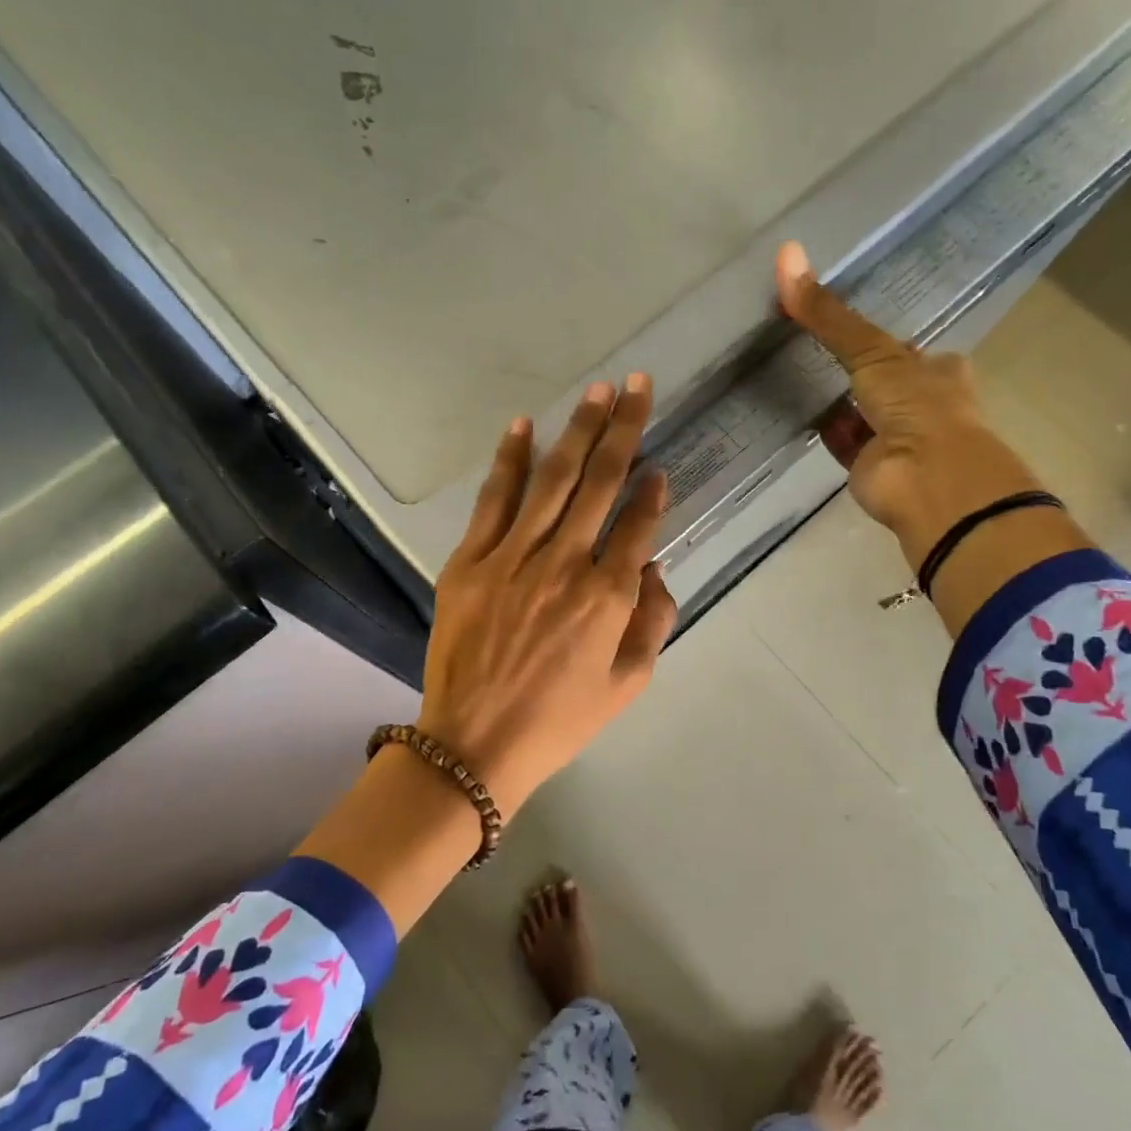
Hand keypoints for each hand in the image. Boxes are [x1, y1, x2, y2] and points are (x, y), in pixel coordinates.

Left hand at [418, 375, 676, 812]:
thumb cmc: (559, 721)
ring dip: (579, 431)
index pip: (638, 525)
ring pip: (553, 480)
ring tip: (600, 390)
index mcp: (608, 597)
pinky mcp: (470, 561)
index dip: (652, 492)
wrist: (474, 745)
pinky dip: (510, 461)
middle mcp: (565, 564)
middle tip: (639, 385)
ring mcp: (513, 557)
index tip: (660, 465)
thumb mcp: (628, 685)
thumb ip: (652, 621)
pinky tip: (524, 426)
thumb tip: (653, 567)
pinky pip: (494, 500)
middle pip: (601, 483)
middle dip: (624, 429)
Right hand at [776, 242, 1044, 565]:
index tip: (849, 330)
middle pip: (883, 382)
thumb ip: (828, 315)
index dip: (880, 339)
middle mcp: (921, 405)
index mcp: (937, 372)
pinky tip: (801, 415)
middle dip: (857, 373)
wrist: (924, 478)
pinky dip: (825, 430)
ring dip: (838, 402)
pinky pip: (842, 442)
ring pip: (861, 414)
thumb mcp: (872, 351)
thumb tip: (786, 253)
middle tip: (817, 352)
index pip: (906, 350)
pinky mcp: (869, 467)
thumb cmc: (915, 405)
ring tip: (801, 377)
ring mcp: (896, 440)